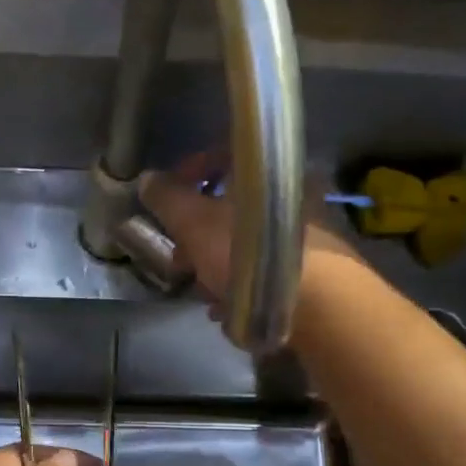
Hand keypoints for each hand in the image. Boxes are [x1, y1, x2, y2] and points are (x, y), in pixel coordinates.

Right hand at [137, 154, 366, 328]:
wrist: (317, 306)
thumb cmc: (248, 252)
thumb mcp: (194, 222)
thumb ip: (168, 199)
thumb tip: (148, 179)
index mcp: (266, 173)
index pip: (223, 156)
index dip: (189, 174)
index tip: (169, 201)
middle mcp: (292, 195)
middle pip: (233, 206)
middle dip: (199, 234)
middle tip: (181, 258)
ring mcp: (306, 234)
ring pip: (248, 243)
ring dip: (218, 265)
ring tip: (202, 292)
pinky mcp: (314, 271)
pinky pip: (266, 271)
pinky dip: (242, 286)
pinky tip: (227, 309)